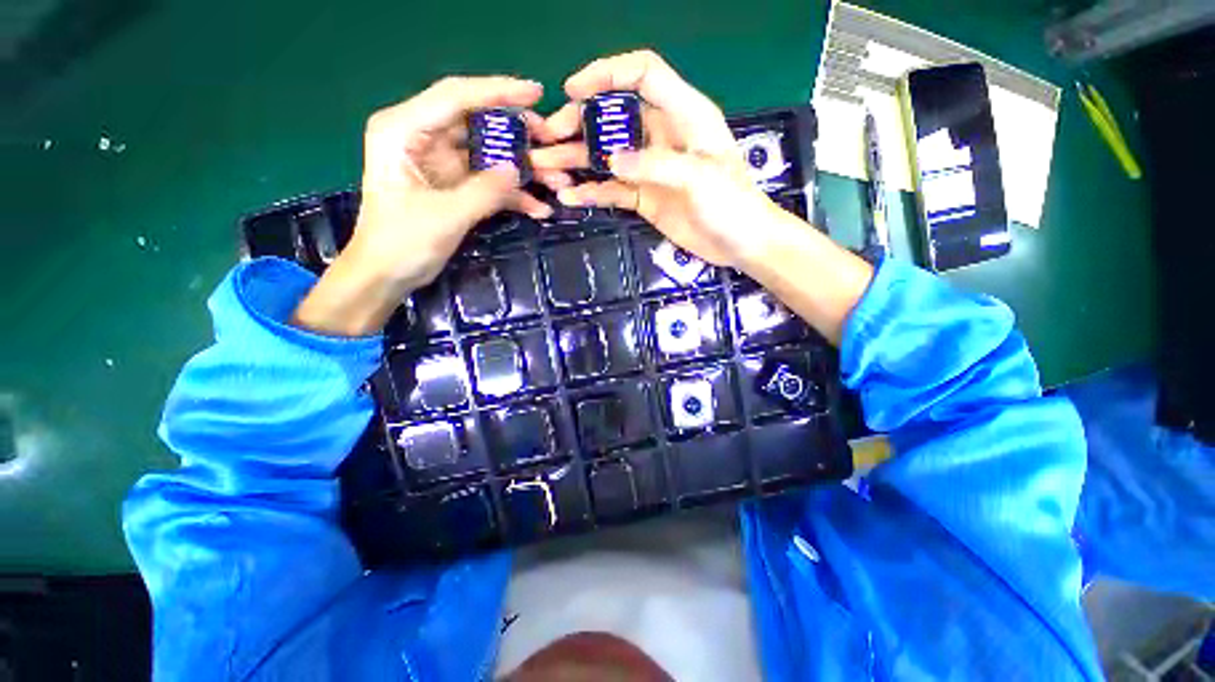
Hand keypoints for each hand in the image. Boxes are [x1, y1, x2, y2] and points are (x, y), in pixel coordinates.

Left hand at [294, 76, 549, 335]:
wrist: (388, 274)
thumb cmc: (402, 242)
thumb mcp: (445, 216)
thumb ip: (484, 191)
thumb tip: (519, 170)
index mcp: (405, 130)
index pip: (456, 97)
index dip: (497, 91)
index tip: (536, 93)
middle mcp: (424, 138)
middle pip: (478, 123)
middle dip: (517, 134)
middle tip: (551, 142)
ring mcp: (442, 163)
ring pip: (489, 154)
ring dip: (522, 169)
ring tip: (556, 180)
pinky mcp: (456, 186)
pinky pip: (490, 182)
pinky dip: (514, 195)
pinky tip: (539, 208)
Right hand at [531, 50, 791, 268]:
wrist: (739, 244)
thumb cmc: (732, 204)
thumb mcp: (700, 177)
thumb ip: (656, 165)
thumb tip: (611, 161)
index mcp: (684, 114)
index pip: (643, 74)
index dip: (608, 74)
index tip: (574, 91)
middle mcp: (662, 136)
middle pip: (614, 117)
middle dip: (579, 122)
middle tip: (549, 137)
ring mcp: (650, 169)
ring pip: (607, 156)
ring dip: (576, 160)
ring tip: (545, 168)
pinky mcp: (644, 198)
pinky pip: (612, 191)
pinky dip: (591, 193)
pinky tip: (569, 197)